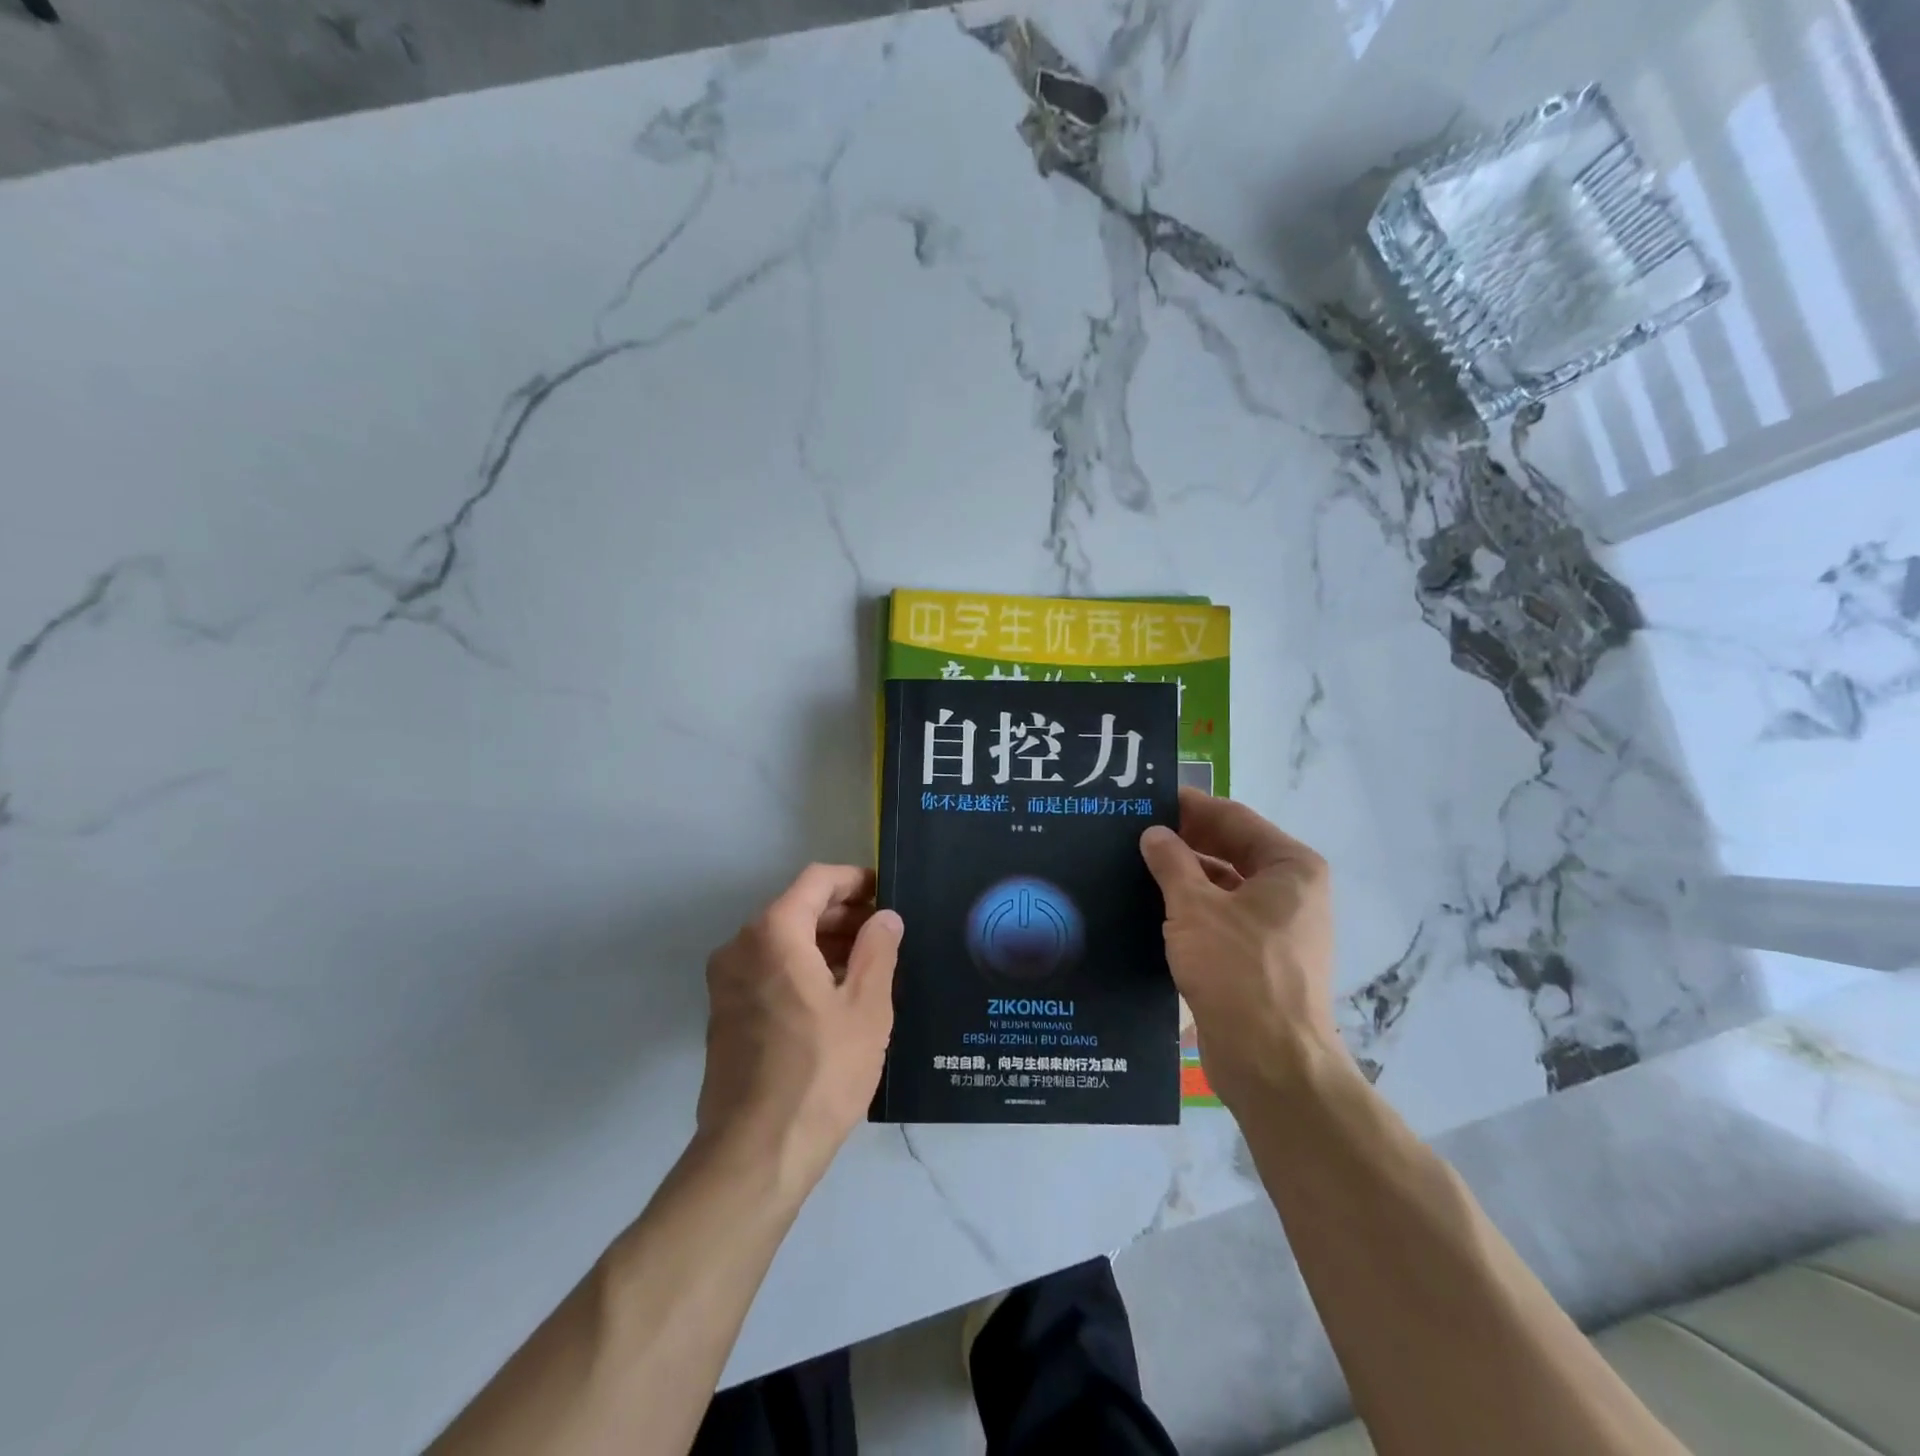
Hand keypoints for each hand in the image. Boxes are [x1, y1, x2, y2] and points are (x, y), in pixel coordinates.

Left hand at [697, 865, 902, 1186]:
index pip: (816, 881)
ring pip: (781, 941)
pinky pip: (767, 970)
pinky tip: (835, 994)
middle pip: (796, 908)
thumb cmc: (820, 1071)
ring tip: (867, 964)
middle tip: (884, 932)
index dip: (854, 880)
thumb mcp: (866, 1007)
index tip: (885, 892)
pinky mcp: (724, 1014)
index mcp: (773, 933)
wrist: (755, 1153)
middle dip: (842, 914)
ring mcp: (726, 982)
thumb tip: (884, 917)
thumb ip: (878, 949)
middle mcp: (740, 947)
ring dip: (823, 942)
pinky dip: (801, 967)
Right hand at [1139, 789, 1339, 1110]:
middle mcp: (1292, 891)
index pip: (1233, 818)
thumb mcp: (1194, 907)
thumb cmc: (1238, 970)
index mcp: (1290, 866)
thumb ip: (1171, 862)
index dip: (1190, 806)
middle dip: (1185, 841)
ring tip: (1134, 866)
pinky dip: (1192, 909)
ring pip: (1224, 886)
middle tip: (1133, 831)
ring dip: (1185, 876)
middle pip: (1230, 850)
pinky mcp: (1261, 959)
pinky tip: (1152, 908)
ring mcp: (1278, 927)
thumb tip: (1154, 833)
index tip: (1147, 799)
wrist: (1271, 1062)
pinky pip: (1222, 918)